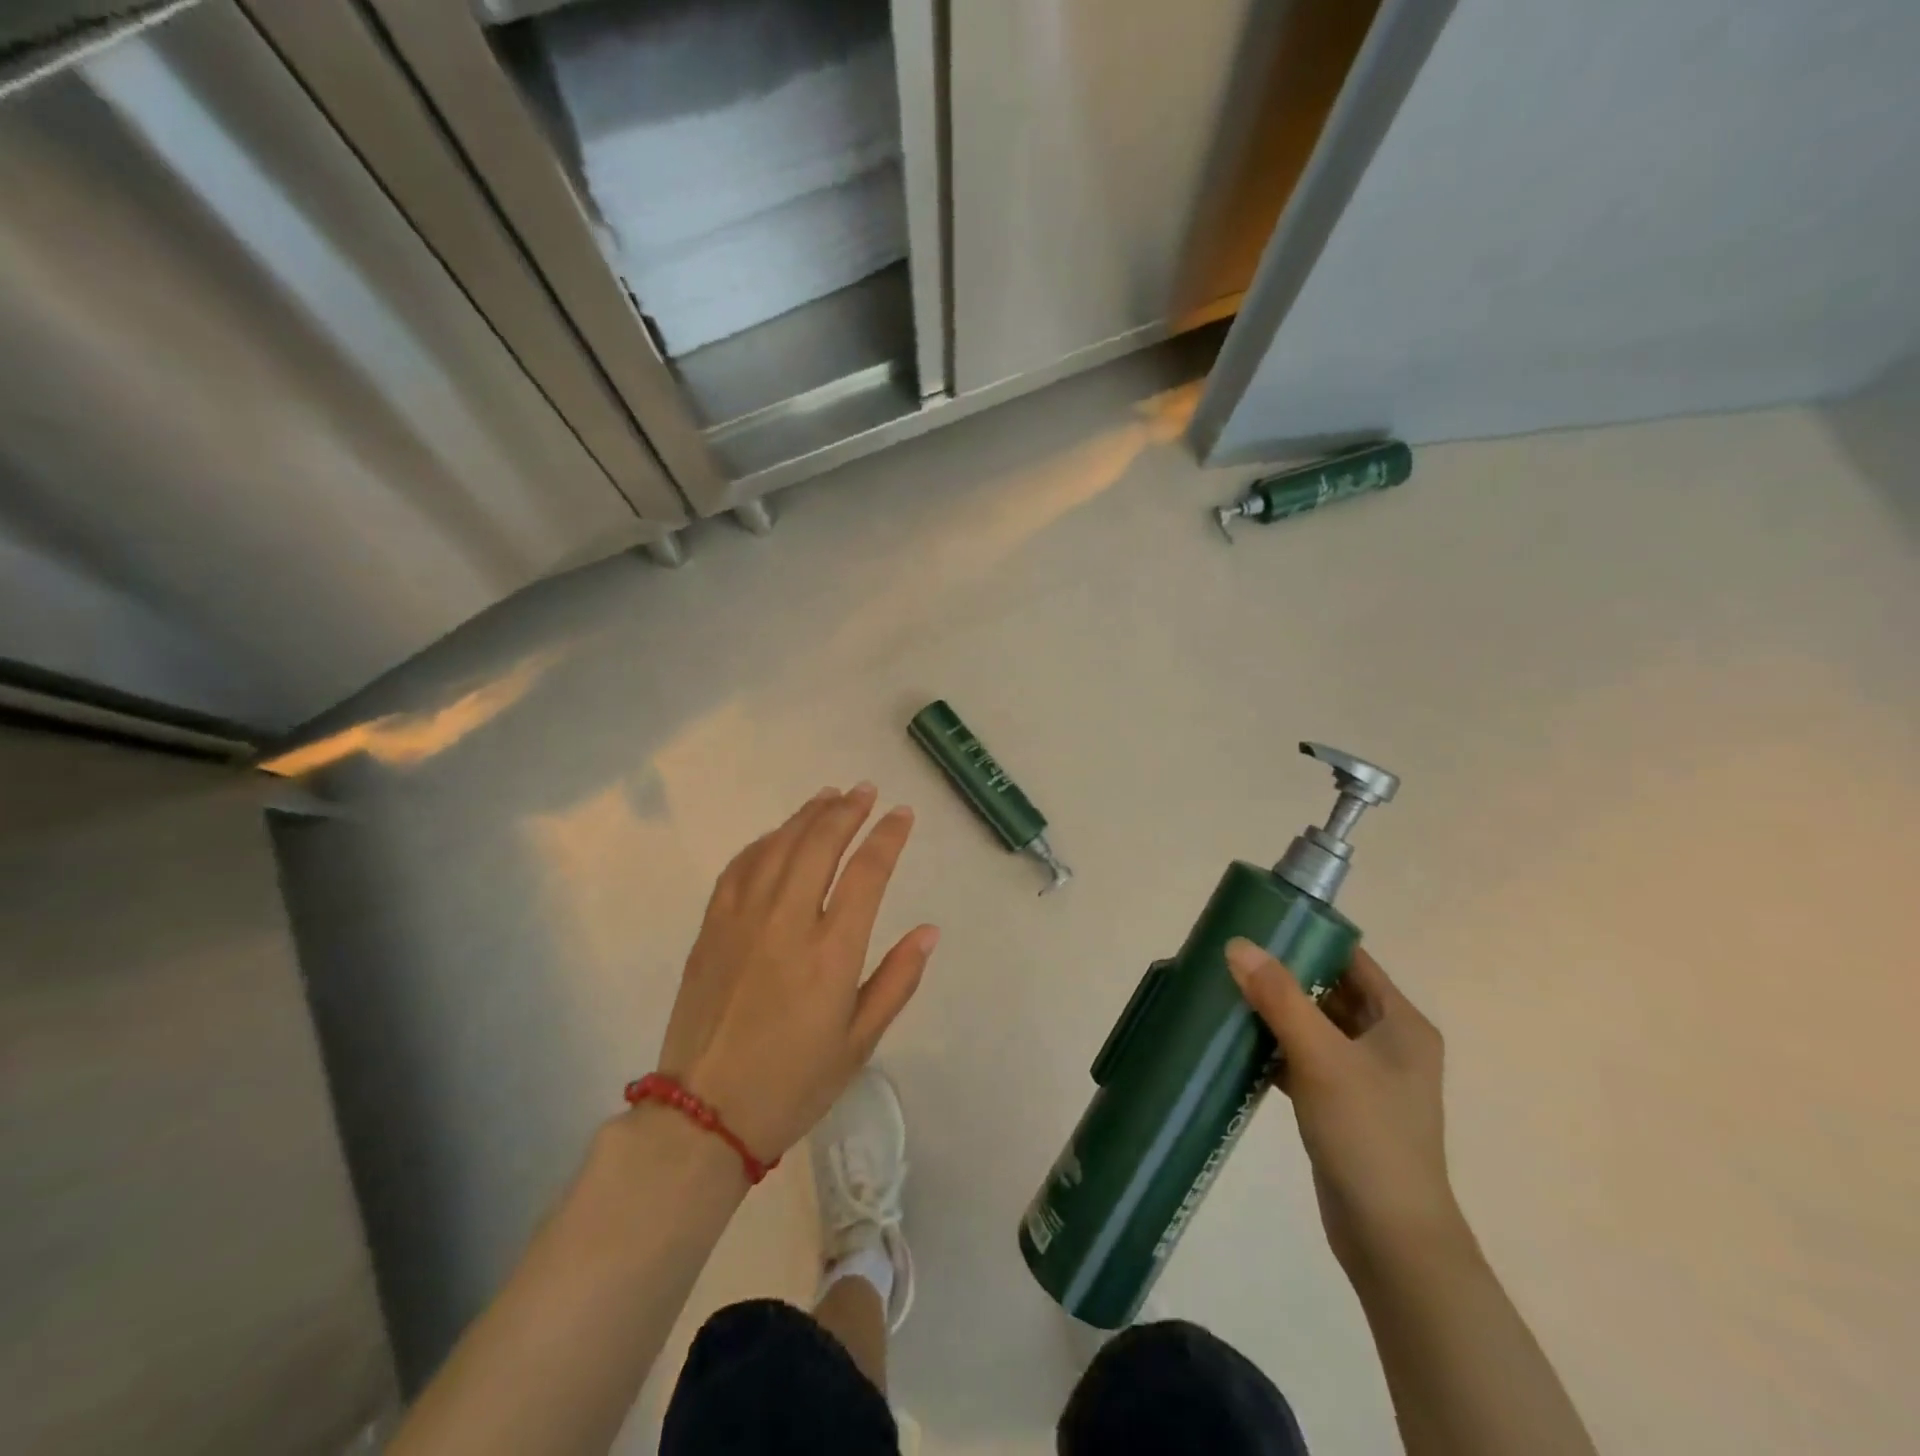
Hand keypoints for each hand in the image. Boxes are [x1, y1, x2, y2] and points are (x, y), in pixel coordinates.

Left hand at [656, 785, 938, 1162]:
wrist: (703, 1115)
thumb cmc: (793, 1083)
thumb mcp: (859, 1043)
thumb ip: (896, 981)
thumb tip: (928, 931)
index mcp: (831, 953)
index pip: (867, 873)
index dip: (888, 837)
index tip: (902, 814)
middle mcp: (787, 923)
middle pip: (819, 845)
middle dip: (847, 811)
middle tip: (865, 790)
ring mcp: (742, 921)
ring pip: (778, 847)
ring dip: (806, 816)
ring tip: (828, 796)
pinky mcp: (711, 929)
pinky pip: (738, 868)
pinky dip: (762, 843)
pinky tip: (777, 835)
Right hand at [1226, 940, 1471, 1275]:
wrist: (1391, 1239)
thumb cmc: (1367, 1134)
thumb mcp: (1321, 1057)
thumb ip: (1279, 997)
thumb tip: (1237, 944)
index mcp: (1400, 1023)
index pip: (1351, 959)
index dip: (1308, 938)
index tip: (1258, 926)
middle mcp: (1388, 1043)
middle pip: (1329, 990)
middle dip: (1282, 975)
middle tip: (1231, 958)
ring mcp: (1366, 1077)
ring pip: (1313, 1026)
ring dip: (1275, 1012)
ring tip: (1225, 992)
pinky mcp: (1343, 1105)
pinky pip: (1304, 1060)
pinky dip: (1275, 1049)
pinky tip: (1237, 1044)